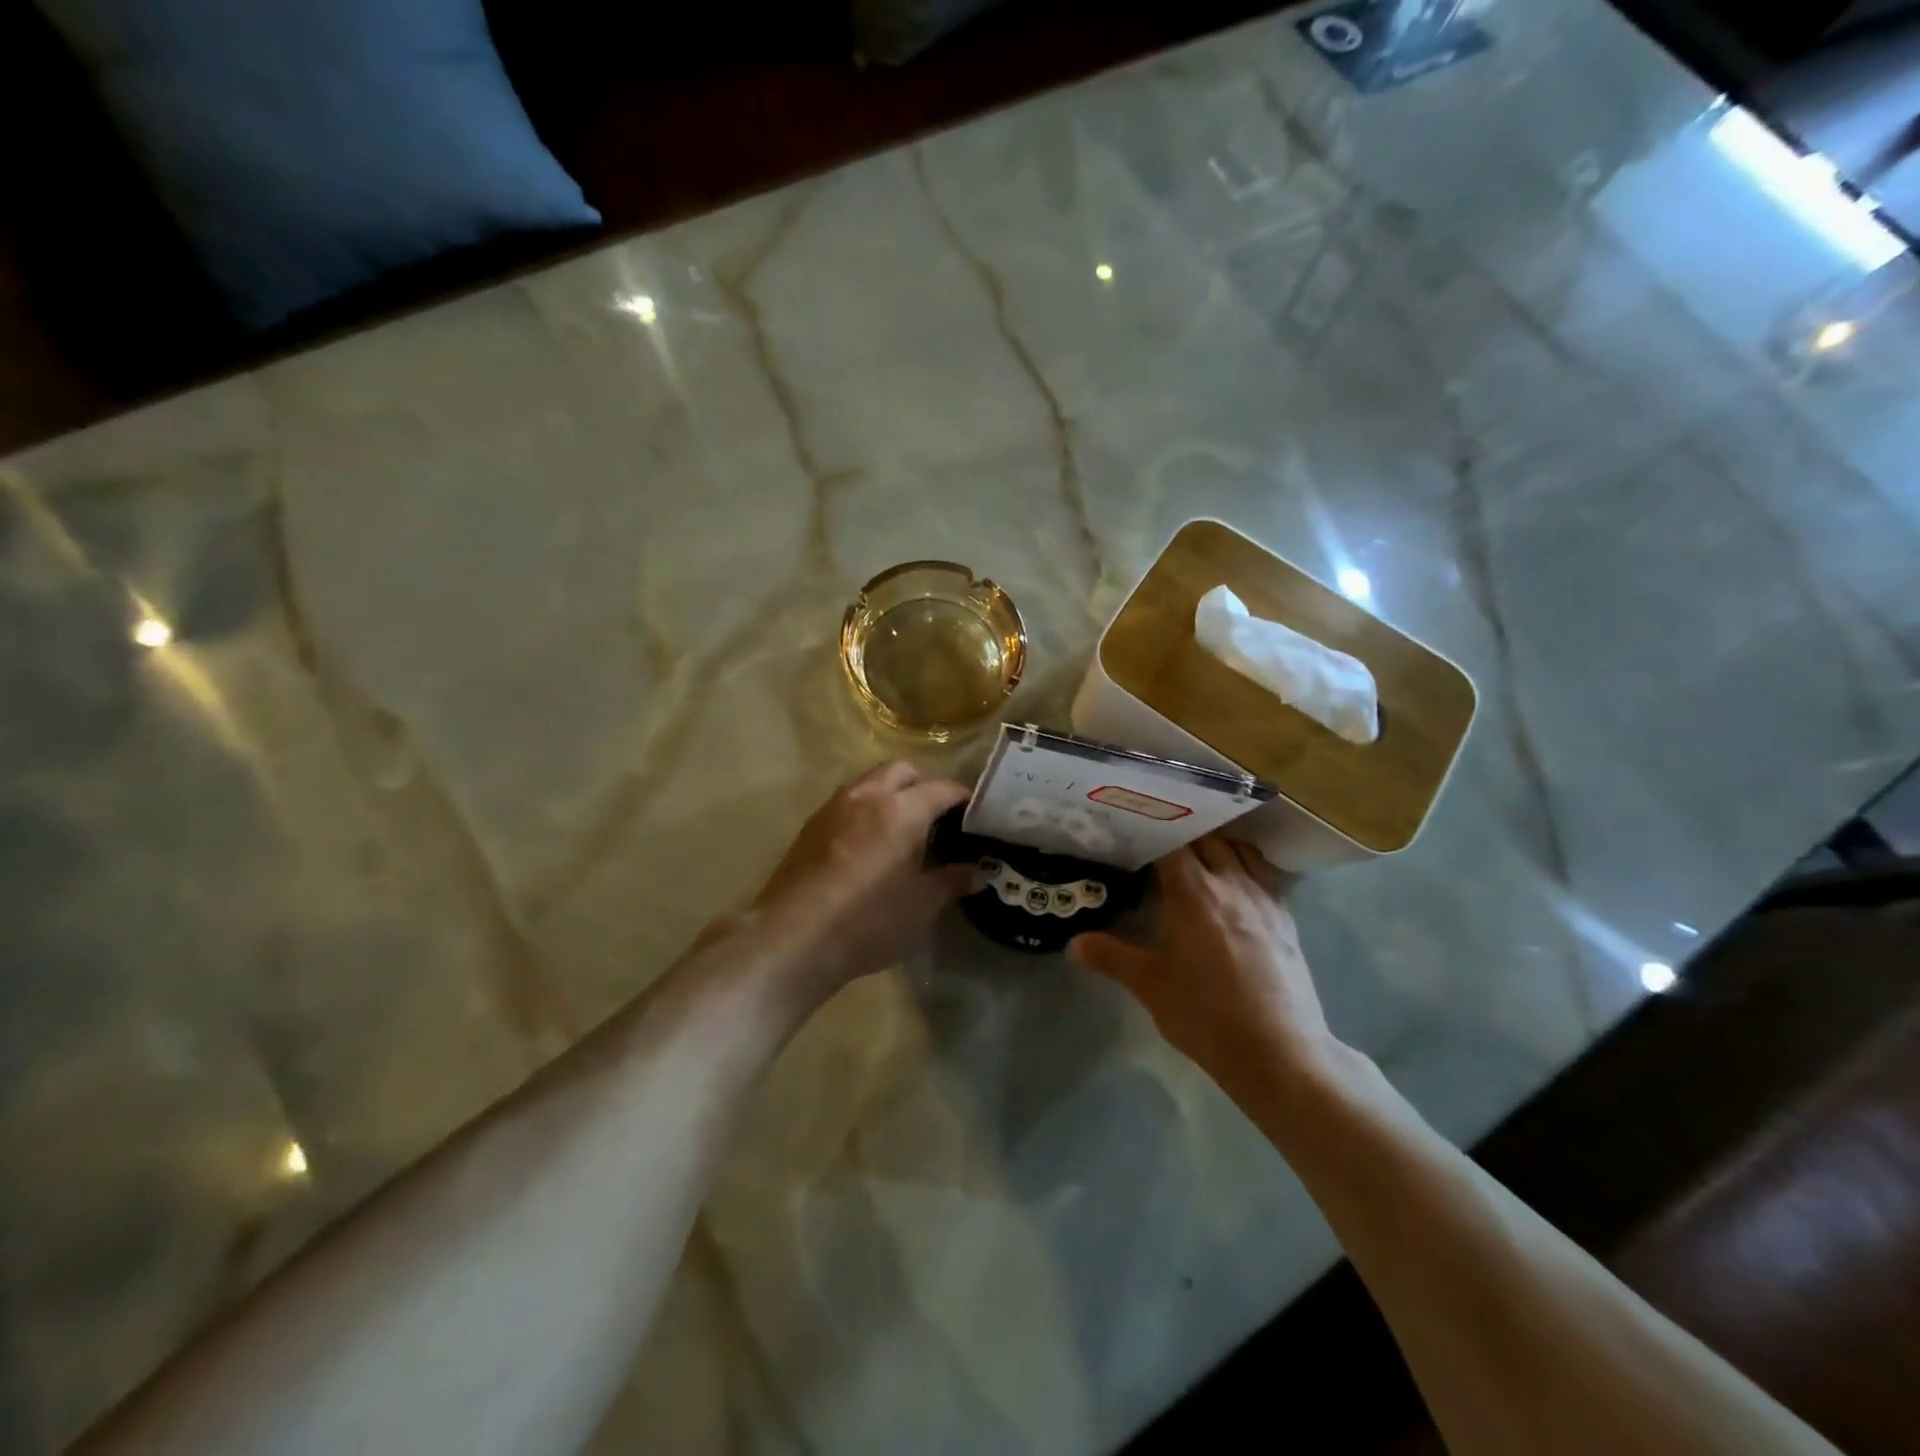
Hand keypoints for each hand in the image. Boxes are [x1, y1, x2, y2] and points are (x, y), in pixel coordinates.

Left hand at [750, 761, 973, 997]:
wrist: (792, 938)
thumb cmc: (868, 920)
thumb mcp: (921, 906)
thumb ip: (952, 882)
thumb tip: (977, 872)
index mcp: (902, 809)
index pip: (942, 788)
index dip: (963, 800)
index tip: (975, 818)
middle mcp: (867, 795)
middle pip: (903, 771)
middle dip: (924, 786)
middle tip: (937, 821)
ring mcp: (834, 807)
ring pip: (871, 782)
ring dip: (891, 794)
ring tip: (902, 832)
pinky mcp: (811, 825)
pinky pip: (847, 803)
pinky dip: (866, 810)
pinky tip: (869, 846)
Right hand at [1070, 836, 1339, 1098]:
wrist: (1279, 1051)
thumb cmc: (1206, 1014)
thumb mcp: (1150, 986)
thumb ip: (1110, 957)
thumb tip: (1072, 944)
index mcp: (1194, 892)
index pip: (1172, 843)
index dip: (1152, 833)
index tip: (1134, 835)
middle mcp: (1231, 883)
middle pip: (1207, 838)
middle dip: (1183, 835)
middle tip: (1159, 843)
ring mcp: (1264, 898)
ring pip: (1240, 851)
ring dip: (1217, 845)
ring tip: (1197, 856)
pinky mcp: (1286, 919)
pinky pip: (1264, 874)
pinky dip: (1245, 867)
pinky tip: (1234, 886)